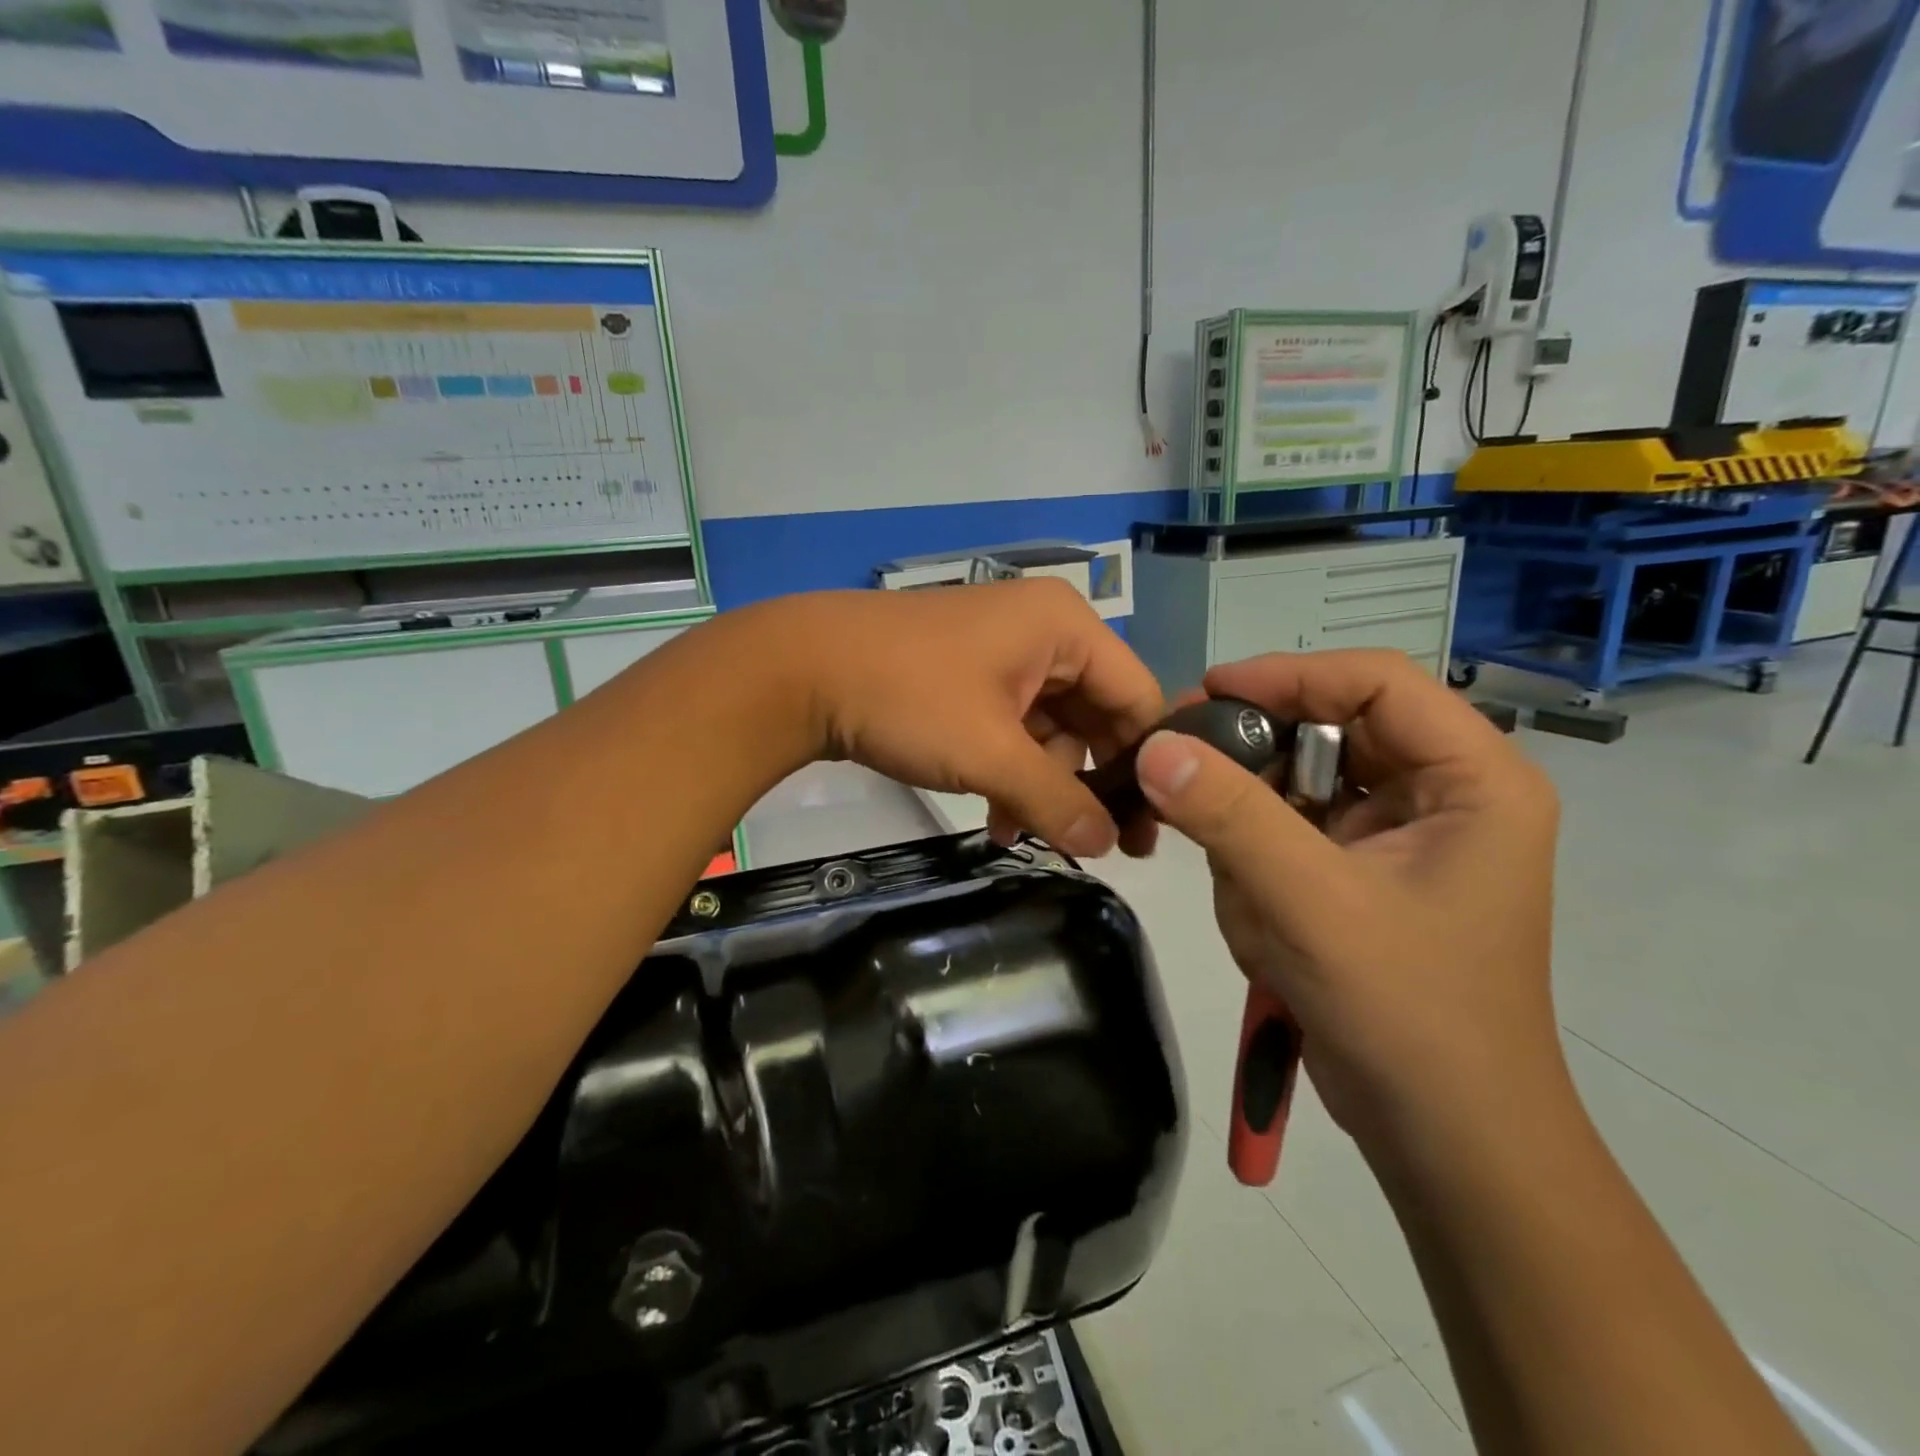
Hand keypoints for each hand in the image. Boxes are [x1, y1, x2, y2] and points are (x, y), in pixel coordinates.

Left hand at [754, 581, 1165, 858]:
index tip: (1143, 829)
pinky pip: (1012, 727)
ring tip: (1018, 832)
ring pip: (1050, 728)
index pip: (1137, 698)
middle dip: (1084, 782)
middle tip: (1090, 845)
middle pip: (1094, 715)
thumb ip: (1056, 801)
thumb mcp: (990, 754)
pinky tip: (995, 817)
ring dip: (1040, 785)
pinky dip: (1009, 771)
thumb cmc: (909, 699)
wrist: (801, 671)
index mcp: (1066, 629)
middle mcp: (1044, 632)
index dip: (1145, 765)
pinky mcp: (970, 675)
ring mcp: (1004, 652)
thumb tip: (1106, 846)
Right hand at [1133, 651, 1563, 1153]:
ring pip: (1299, 782)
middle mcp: (1443, 792)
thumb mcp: (1310, 903)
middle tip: (1179, 764)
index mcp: (1473, 779)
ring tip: (1243, 888)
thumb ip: (1229, 817)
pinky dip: (1256, 859)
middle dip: (1257, 757)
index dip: (1288, 675)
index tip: (1206, 693)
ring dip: (1253, 824)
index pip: (1375, 682)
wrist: (1441, 1134)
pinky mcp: (1364, 869)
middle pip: (1331, 728)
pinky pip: (1291, 829)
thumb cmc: (1405, 1013)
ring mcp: (1401, 833)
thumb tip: (1153, 746)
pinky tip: (1257, 912)